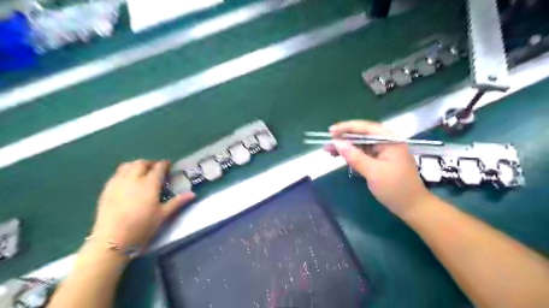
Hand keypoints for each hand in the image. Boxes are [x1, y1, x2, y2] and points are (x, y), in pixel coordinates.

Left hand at [90, 161, 192, 252]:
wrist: (112, 240)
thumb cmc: (142, 227)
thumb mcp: (163, 215)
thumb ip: (177, 202)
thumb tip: (193, 194)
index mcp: (149, 184)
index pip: (158, 168)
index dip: (164, 164)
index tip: (169, 165)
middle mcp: (133, 179)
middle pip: (141, 163)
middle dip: (150, 163)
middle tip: (156, 169)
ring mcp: (118, 183)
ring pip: (127, 166)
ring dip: (136, 165)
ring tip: (141, 172)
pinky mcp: (106, 190)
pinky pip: (116, 174)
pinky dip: (124, 172)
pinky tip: (127, 181)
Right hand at [325, 119, 432, 216]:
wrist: (412, 207)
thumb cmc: (395, 188)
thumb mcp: (373, 172)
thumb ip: (355, 156)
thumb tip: (337, 143)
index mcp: (390, 141)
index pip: (366, 128)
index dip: (347, 127)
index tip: (331, 131)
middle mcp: (387, 143)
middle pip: (362, 135)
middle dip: (344, 138)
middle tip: (327, 143)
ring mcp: (383, 152)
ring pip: (361, 145)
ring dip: (345, 147)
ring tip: (329, 151)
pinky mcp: (380, 161)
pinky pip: (363, 154)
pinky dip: (351, 155)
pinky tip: (340, 157)